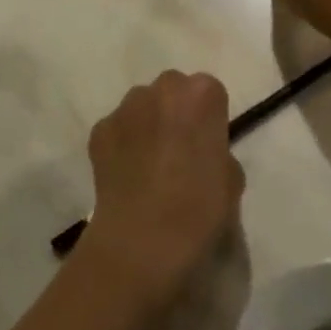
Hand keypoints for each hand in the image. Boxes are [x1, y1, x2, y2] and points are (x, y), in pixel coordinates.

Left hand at [82, 71, 244, 309]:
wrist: (142, 241)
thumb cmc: (199, 209)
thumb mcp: (231, 181)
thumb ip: (219, 153)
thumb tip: (202, 154)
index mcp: (202, 95)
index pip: (209, 92)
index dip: (208, 119)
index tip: (207, 145)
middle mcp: (162, 89)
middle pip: (173, 91)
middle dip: (176, 112)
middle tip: (179, 150)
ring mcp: (126, 108)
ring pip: (142, 106)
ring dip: (147, 124)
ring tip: (150, 164)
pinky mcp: (99, 130)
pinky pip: (117, 129)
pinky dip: (122, 144)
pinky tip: (127, 176)